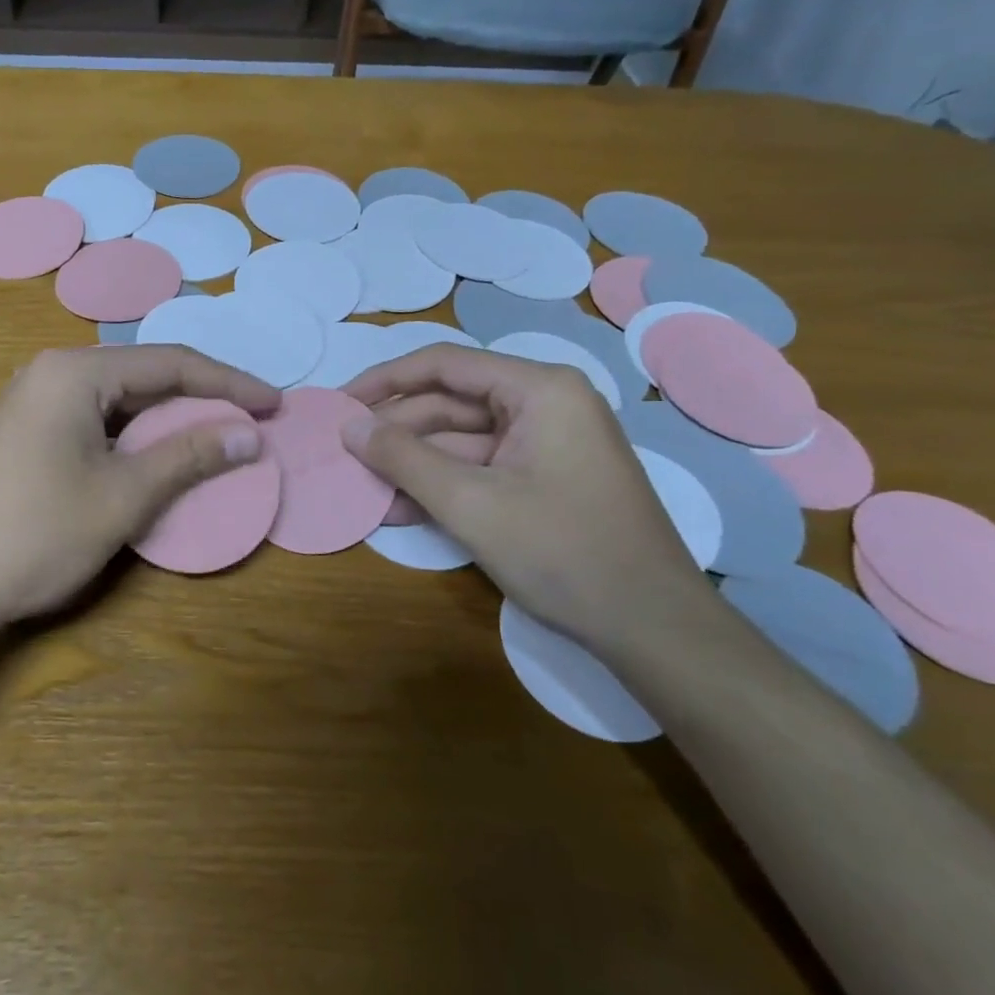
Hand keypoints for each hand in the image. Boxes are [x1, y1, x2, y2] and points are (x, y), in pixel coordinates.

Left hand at [0, 346, 279, 638]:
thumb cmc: (35, 535)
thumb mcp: (123, 496)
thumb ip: (189, 456)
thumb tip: (249, 434)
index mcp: (74, 372)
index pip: (170, 363)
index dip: (230, 383)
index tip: (274, 404)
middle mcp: (51, 373)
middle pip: (144, 376)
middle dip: (201, 399)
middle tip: (252, 422)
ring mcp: (33, 402)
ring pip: (120, 401)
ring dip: (169, 421)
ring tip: (218, 439)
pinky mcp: (25, 433)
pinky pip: (96, 421)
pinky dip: (136, 437)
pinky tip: (159, 457)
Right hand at [343, 346, 718, 653]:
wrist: (653, 629)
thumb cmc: (562, 551)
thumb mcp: (471, 503)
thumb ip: (403, 458)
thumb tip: (349, 427)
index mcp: (539, 389)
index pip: (444, 364)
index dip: (385, 380)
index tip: (340, 403)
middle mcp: (545, 404)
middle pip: (451, 403)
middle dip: (397, 431)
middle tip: (344, 453)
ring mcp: (546, 444)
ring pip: (461, 440)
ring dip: (413, 465)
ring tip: (362, 487)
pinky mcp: (544, 479)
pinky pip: (481, 469)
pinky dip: (442, 486)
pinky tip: (399, 509)